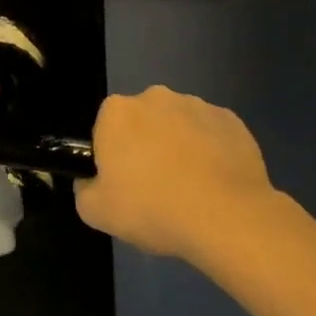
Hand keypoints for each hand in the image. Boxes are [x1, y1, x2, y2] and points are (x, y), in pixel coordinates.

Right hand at [74, 86, 283, 264]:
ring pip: (179, 125)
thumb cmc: (152, 209)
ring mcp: (197, 105)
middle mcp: (155, 97)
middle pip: (143, 122)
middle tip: (156, 188)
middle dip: (146, 146)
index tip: (124, 184)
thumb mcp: (96, 212)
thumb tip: (91, 182)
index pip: (106, 129)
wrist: (226, 218)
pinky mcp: (231, 121)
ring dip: (180, 147)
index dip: (113, 157)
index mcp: (117, 112)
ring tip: (192, 190)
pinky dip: (212, 152)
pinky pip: (212, 134)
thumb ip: (84, 189)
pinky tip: (217, 184)